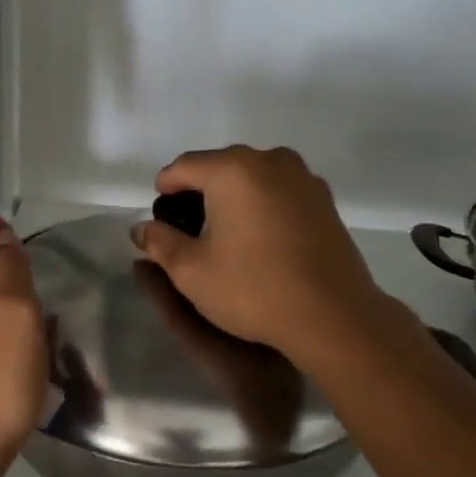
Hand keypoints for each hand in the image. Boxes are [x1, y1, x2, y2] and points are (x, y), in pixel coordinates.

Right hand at [130, 146, 394, 364]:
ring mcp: (303, 177)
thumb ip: (159, 243)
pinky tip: (261, 240)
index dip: (165, 191)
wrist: (334, 316)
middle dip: (199, 193)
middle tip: (190, 232)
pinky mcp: (324, 199)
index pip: (183, 167)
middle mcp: (269, 160)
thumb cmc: (253, 289)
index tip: (161, 220)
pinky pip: (279, 191)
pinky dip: (263, 205)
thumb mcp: (191, 272)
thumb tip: (142, 228)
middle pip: (219, 167)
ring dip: (233, 198)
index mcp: (232, 169)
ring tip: (226, 236)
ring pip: (252, 177)